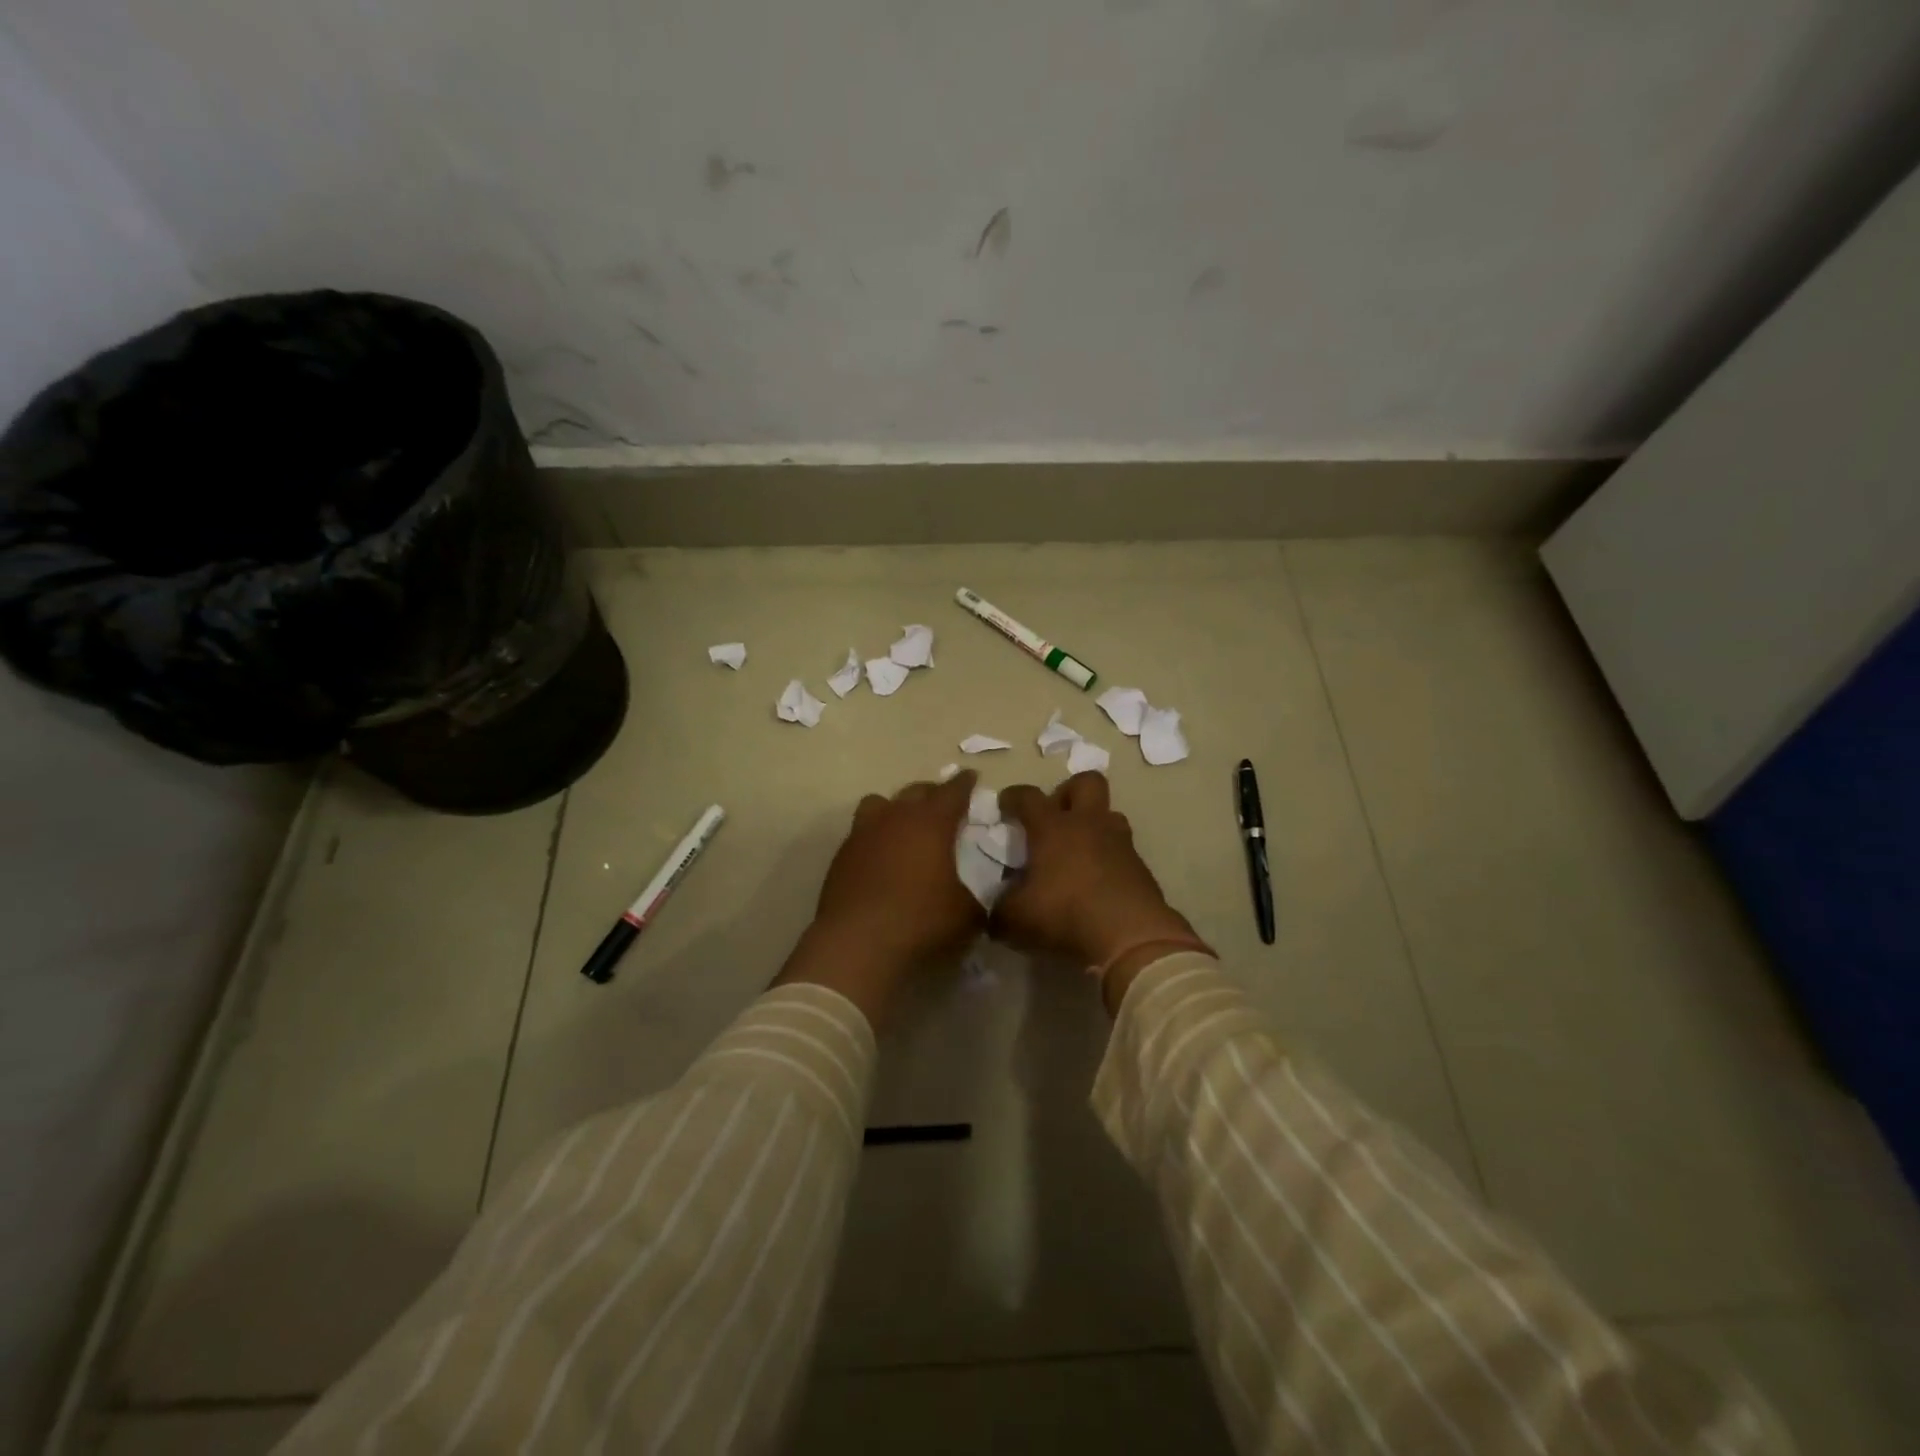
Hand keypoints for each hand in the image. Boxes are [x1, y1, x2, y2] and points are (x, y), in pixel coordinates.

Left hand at [775, 771, 984, 1023]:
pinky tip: (882, 858)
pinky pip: (861, 832)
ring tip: (905, 825)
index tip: (971, 776)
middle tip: (944, 804)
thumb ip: (978, 896)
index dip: (965, 783)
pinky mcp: (841, 856)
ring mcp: (863, 834)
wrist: (857, 945)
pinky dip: (875, 837)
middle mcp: (895, 817)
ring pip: (879, 803)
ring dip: (896, 808)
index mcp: (931, 823)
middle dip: (932, 793)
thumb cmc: (921, 922)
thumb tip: (981, 893)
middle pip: (915, 791)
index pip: (953, 791)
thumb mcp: (967, 915)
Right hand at [992, 771, 1203, 1008]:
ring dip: (1093, 825)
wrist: (1131, 938)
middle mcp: (1089, 825)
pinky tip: (1097, 882)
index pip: (1029, 797)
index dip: (1014, 797)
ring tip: (1078, 851)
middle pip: (1086, 782)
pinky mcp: (1141, 867)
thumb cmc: (1065, 915)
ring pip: (1110, 814)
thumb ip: (1000, 910)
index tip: (1005, 805)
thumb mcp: (1016, 920)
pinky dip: (1108, 858)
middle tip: (1054, 817)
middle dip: (1068, 792)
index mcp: (1053, 828)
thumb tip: (997, 910)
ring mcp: (1120, 843)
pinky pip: (1122, 850)